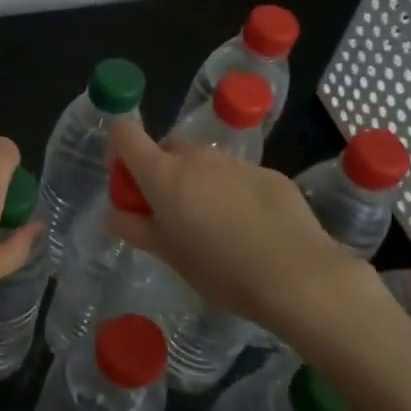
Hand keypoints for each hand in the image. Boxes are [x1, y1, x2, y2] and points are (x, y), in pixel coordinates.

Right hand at [105, 120, 406, 369]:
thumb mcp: (169, 256)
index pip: (125, 134)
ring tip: (214, 224)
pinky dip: (233, 192)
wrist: (298, 277)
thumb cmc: (220, 270)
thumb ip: (136, 229)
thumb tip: (113, 217)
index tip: (128, 183)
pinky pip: (238, 175)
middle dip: (161, 171)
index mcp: (163, 174)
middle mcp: (197, 158)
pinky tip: (250, 227)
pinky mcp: (270, 174)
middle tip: (171, 211)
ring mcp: (236, 163)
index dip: (119, 151)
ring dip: (198, 181)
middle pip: (166, 147)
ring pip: (204, 161)